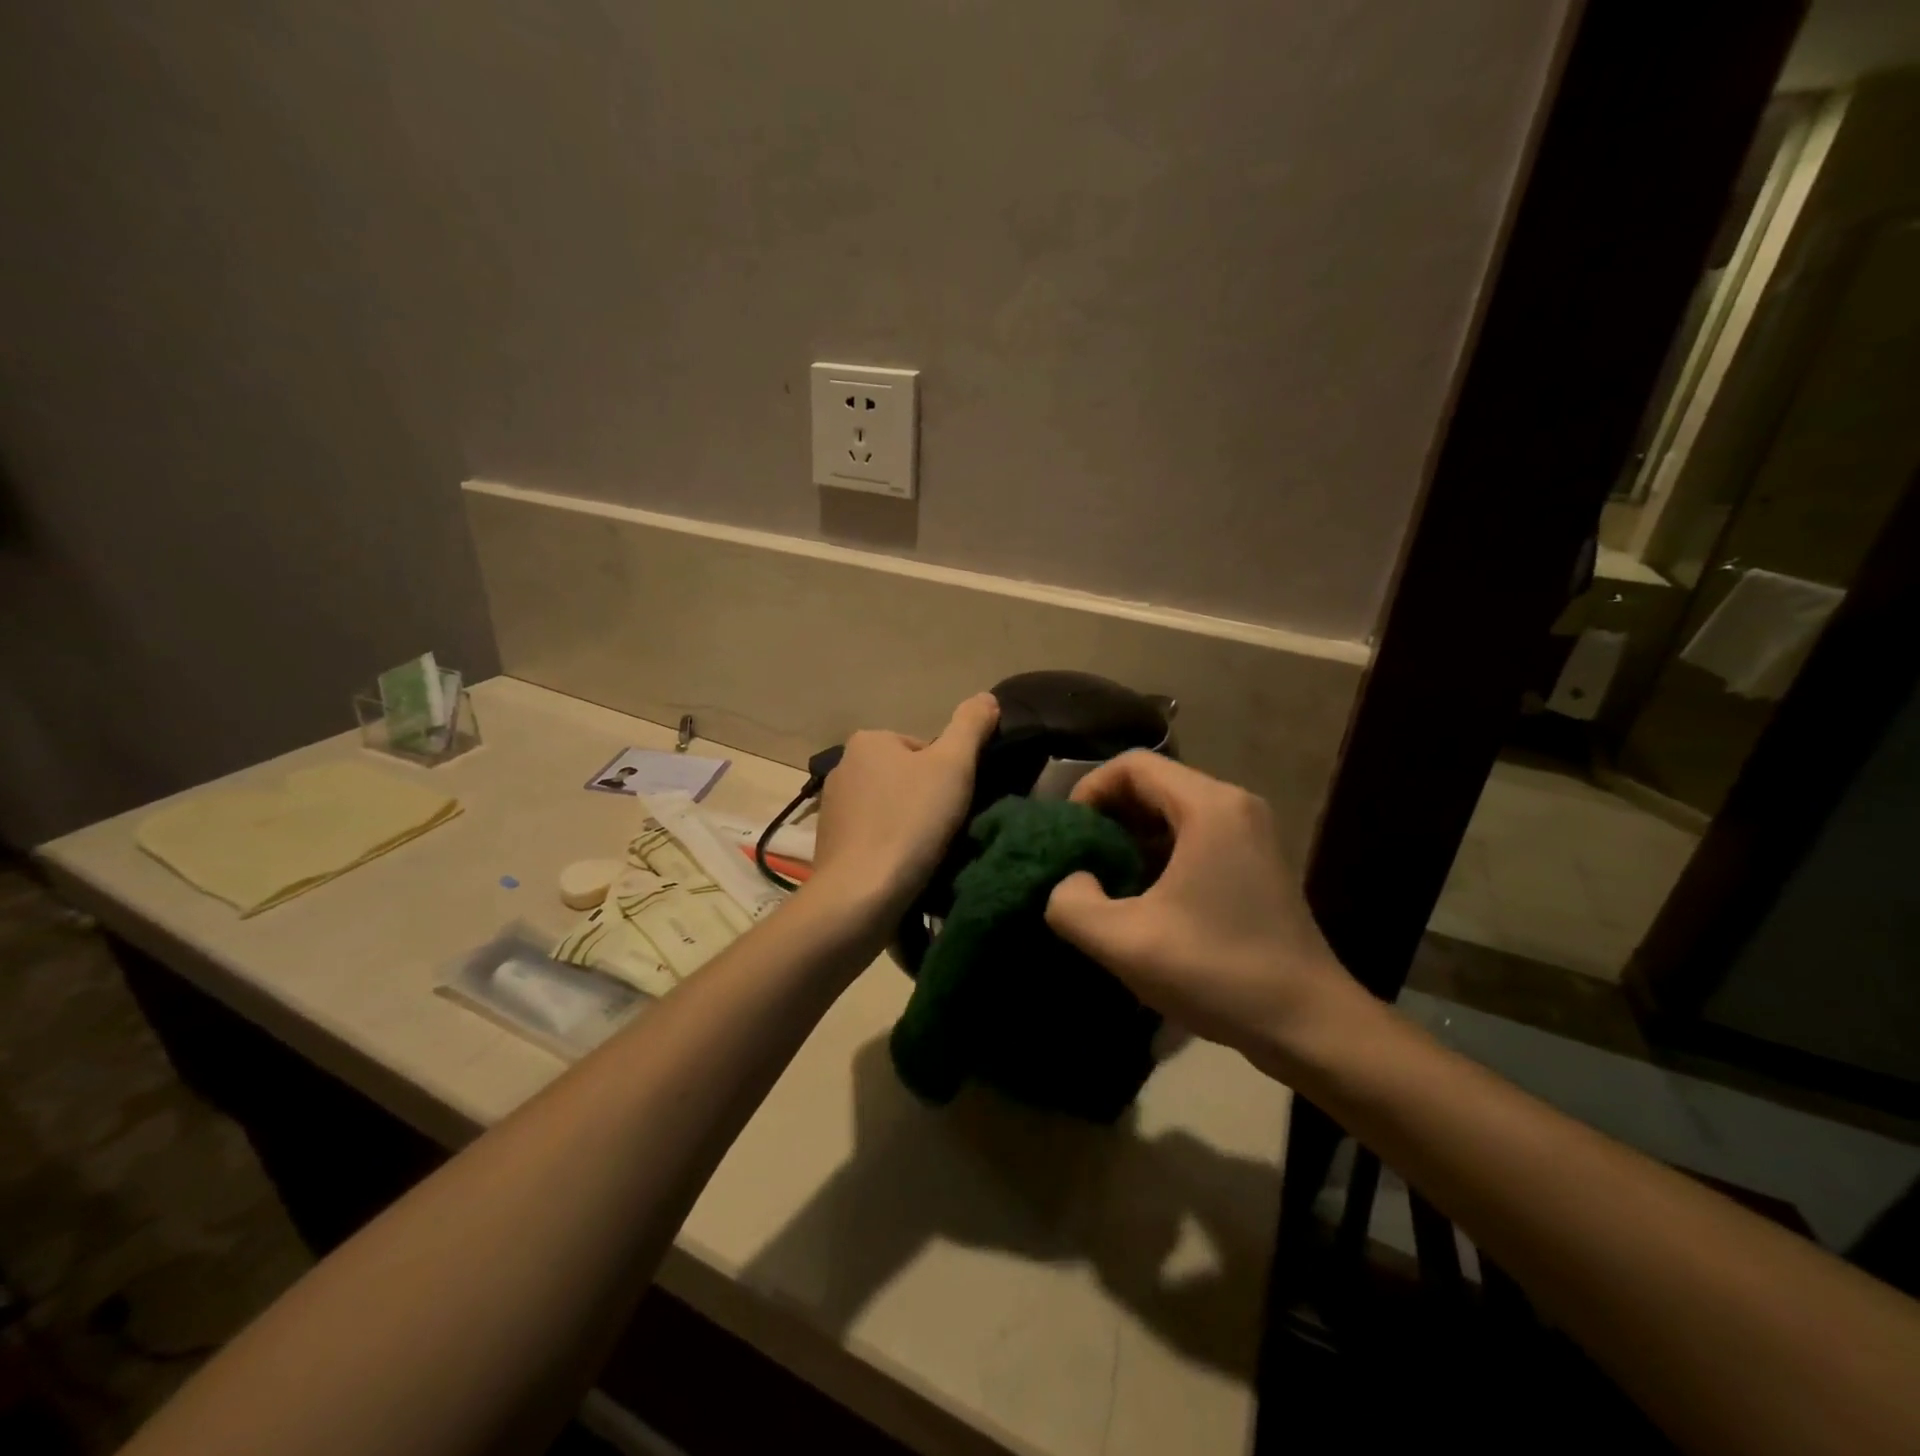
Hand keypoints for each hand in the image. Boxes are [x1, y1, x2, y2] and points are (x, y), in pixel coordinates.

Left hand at [809, 693, 999, 915]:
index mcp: (868, 740)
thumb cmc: (910, 822)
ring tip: (926, 853)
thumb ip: (971, 725)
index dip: (949, 775)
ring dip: (909, 826)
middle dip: (927, 800)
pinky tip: (903, 868)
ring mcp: (832, 808)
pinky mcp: (830, 845)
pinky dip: (890, 848)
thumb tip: (986, 697)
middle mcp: (843, 767)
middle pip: (906, 777)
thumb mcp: (954, 765)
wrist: (861, 894)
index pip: (924, 749)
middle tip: (945, 830)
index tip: (954, 804)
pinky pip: (873, 837)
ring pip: (890, 808)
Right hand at [1044, 751, 1358, 1064]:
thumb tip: (1071, 881)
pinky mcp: (1255, 861)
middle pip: (1153, 784)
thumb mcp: (1125, 943)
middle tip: (1078, 859)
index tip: (1068, 835)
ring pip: (1172, 812)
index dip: (1088, 789)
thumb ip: (1071, 904)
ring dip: (1131, 837)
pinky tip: (1142, 897)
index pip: (1132, 765)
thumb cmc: (1218, 972)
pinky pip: (1193, 836)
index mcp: (1209, 807)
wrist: (1310, 1025)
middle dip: (1107, 816)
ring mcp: (1250, 833)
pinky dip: (1158, 854)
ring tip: (1103, 880)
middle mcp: (1234, 805)